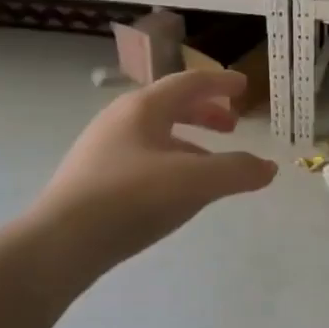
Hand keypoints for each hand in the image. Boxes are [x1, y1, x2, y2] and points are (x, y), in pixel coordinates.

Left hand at [30, 69, 277, 270]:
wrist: (59, 244)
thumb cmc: (131, 199)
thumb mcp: (195, 182)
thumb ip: (237, 171)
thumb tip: (268, 168)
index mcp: (144, 107)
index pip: (190, 83)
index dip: (221, 84)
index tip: (244, 88)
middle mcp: (120, 119)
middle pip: (171, 105)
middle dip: (205, 112)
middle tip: (232, 126)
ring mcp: (102, 148)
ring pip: (156, 133)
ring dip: (188, 140)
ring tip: (210, 165)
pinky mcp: (93, 177)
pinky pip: (142, 156)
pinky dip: (169, 161)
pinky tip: (175, 191)